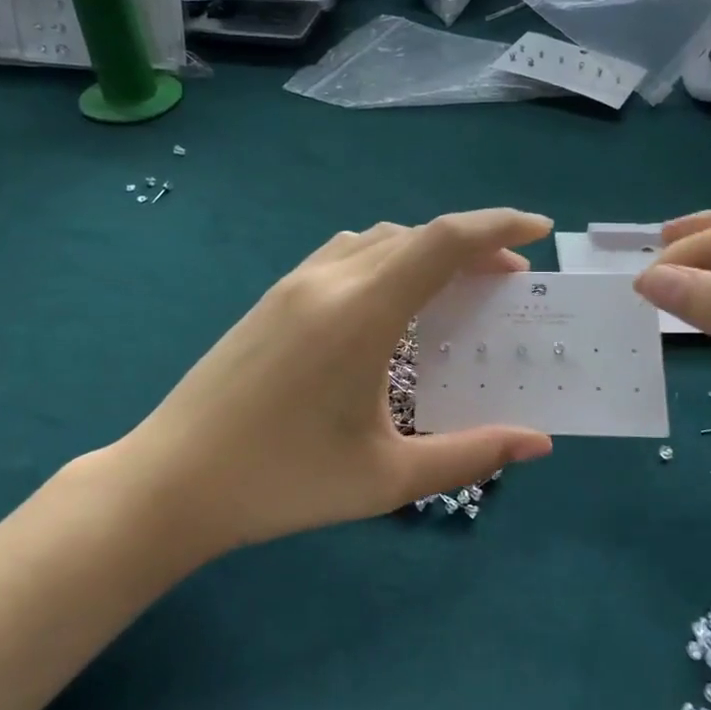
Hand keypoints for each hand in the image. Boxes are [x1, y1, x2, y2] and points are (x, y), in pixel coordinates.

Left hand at [111, 210, 554, 554]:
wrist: (171, 482)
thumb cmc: (283, 482)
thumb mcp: (387, 479)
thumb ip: (470, 455)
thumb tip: (537, 442)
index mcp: (362, 313)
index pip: (442, 242)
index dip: (497, 226)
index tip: (538, 232)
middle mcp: (328, 281)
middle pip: (414, 235)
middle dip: (472, 245)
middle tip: (508, 279)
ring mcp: (292, 285)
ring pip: (376, 240)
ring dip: (425, 250)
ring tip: (454, 287)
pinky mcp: (271, 299)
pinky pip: (343, 255)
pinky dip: (385, 258)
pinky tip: (390, 301)